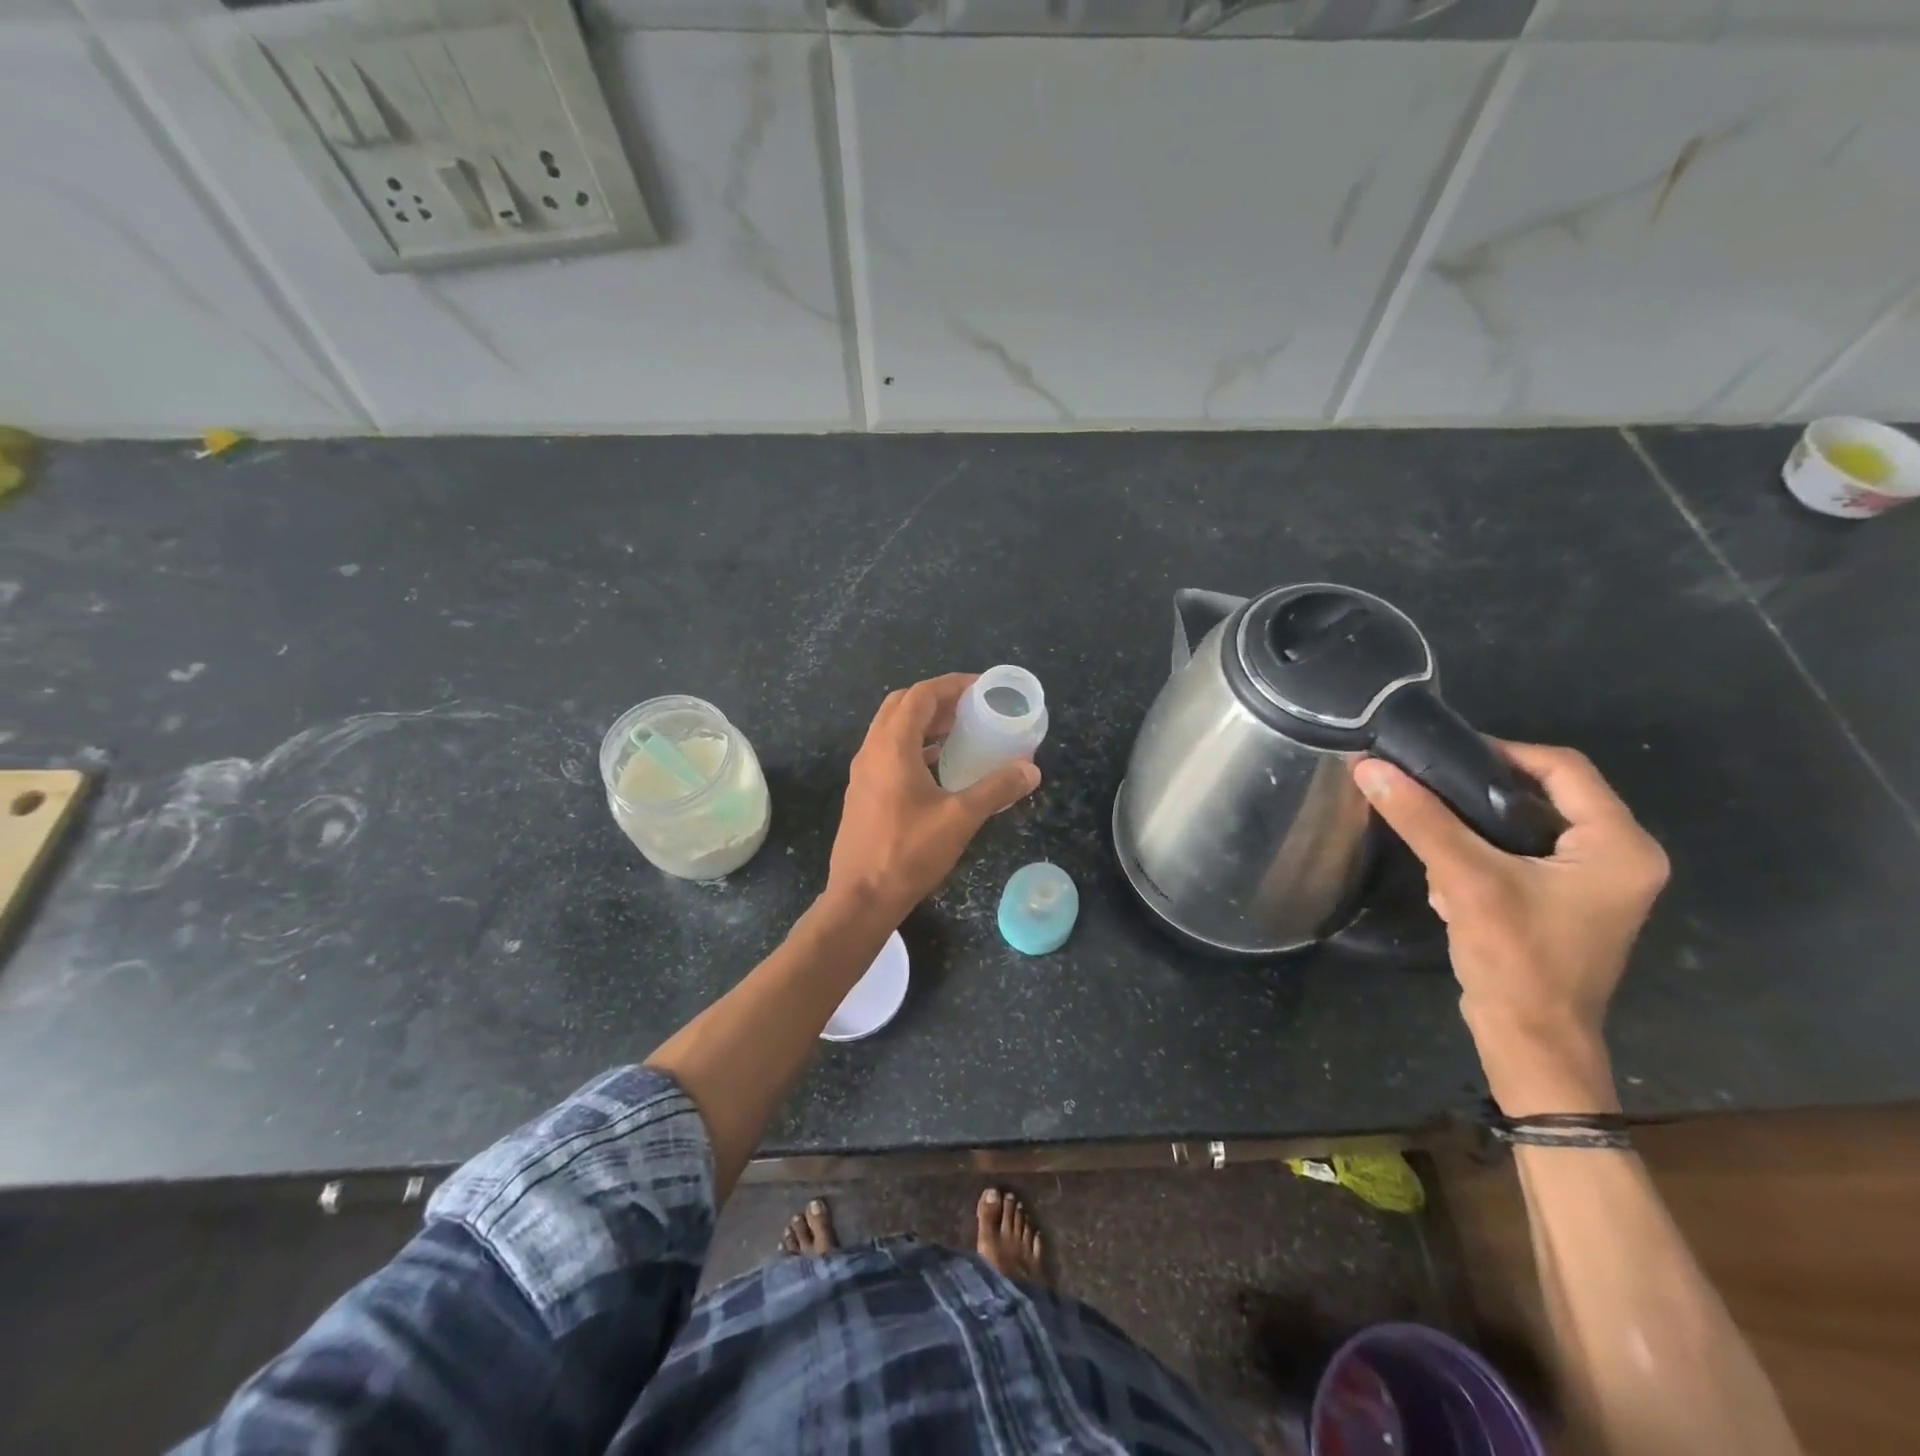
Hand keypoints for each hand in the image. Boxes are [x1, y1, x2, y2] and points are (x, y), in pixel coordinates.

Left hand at [825, 674, 1040, 925]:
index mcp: (891, 747)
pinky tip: (937, 767)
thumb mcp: (960, 819)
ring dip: (923, 724)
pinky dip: (913, 747)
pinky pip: (887, 753)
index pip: (919, 696)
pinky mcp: (862, 793)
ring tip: (958, 733)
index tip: (980, 688)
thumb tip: (1031, 770)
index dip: (951, 685)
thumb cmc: (908, 853)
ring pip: (891, 730)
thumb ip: (996, 789)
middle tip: (969, 709)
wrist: (861, 898)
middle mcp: (871, 751)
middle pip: (901, 706)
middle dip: (936, 701)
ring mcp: (863, 773)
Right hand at [1352, 742, 1668, 1114]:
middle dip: (1481, 794)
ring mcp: (1594, 883)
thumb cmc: (1515, 958)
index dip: (1500, 751)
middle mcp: (1620, 858)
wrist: (1530, 1041)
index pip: (1563, 768)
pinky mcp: (1566, 903)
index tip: (1442, 753)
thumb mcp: (1466, 879)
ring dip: (1476, 828)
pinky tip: (1449, 879)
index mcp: (1620, 846)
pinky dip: (1484, 855)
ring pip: (1527, 825)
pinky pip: (1523, 855)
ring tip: (1433, 841)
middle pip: (1545, 795)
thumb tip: (1369, 767)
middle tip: (1428, 789)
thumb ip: (1421, 819)